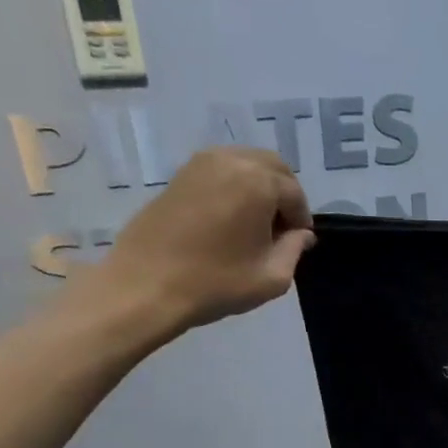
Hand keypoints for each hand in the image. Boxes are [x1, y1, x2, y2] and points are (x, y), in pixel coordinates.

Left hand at [73, 148, 314, 341]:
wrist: (145, 286)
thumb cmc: (216, 283)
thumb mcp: (272, 276)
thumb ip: (294, 249)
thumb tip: (301, 234)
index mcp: (259, 182)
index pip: (295, 194)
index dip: (301, 219)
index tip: (297, 243)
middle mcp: (232, 161)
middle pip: (273, 167)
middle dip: (284, 194)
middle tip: (281, 229)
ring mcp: (201, 164)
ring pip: (246, 164)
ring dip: (259, 187)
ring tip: (254, 224)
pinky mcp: (180, 175)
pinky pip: (221, 170)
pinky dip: (234, 186)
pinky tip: (229, 219)